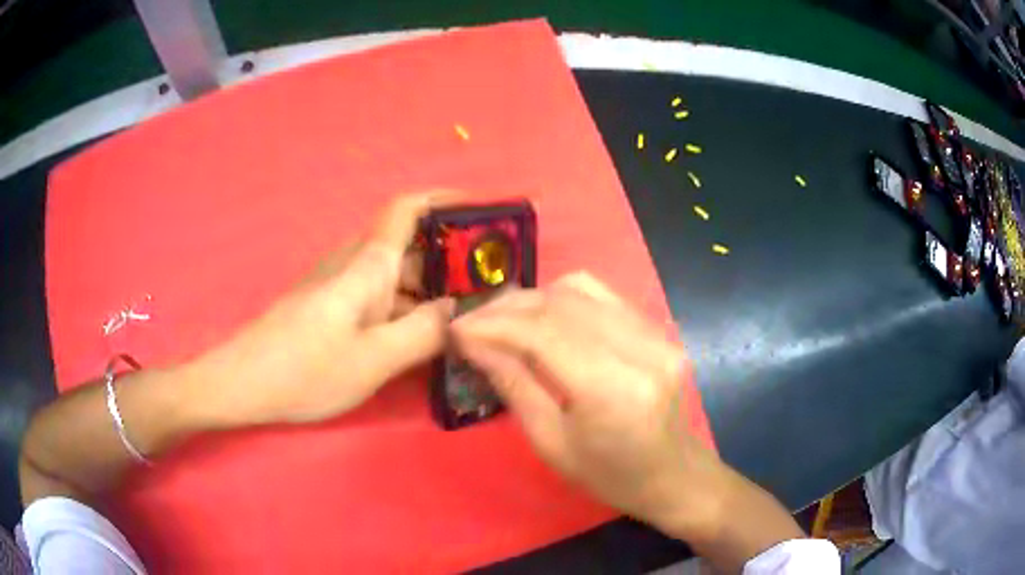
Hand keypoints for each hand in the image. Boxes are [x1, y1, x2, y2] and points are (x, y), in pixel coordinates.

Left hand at [193, 192, 456, 425]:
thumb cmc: (306, 369)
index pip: (409, 208)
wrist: (244, 382)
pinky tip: (419, 338)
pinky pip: (377, 297)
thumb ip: (424, 333)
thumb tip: (459, 312)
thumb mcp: (375, 359)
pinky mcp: (330, 308)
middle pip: (409, 246)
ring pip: (394, 275)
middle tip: (488, 288)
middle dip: (449, 259)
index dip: (445, 199)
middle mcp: (355, 265)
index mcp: (369, 265)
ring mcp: (339, 286)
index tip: (481, 212)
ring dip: (428, 289)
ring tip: (464, 317)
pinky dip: (404, 309)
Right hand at [451, 273, 803, 569]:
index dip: (493, 324)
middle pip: (561, 303)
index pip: (543, 333)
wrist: (671, 474)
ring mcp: (657, 334)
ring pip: (580, 289)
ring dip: (532, 298)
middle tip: (472, 322)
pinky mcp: (660, 329)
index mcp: (614, 390)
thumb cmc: (607, 475)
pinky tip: (542, 316)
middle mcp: (642, 349)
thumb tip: (471, 341)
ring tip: (502, 319)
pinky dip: (563, 298)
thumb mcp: (550, 443)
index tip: (456, 328)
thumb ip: (513, 384)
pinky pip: (603, 295)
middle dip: (507, 307)